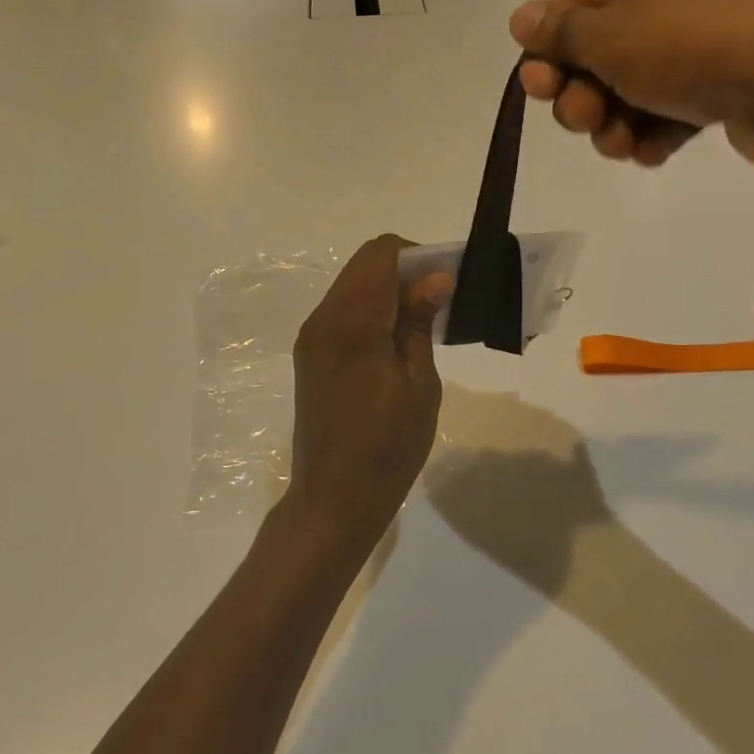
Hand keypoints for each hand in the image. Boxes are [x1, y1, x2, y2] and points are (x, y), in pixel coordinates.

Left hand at [282, 235, 453, 551]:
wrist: (333, 499)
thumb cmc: (388, 446)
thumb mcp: (419, 384)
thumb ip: (420, 322)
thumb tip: (435, 278)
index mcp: (352, 322)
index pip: (381, 253)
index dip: (417, 255)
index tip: (444, 281)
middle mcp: (323, 318)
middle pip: (364, 265)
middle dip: (404, 269)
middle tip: (438, 302)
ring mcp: (312, 336)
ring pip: (351, 286)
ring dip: (386, 290)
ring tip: (419, 324)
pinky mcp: (309, 354)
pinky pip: (342, 311)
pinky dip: (370, 310)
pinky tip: (394, 342)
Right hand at [509, 0, 753, 181]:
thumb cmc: (688, 42)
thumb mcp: (606, 35)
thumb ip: (558, 32)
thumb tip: (520, 17)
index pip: (568, 6)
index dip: (547, 51)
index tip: (541, 90)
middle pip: (595, 53)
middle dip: (580, 95)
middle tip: (586, 118)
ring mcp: (697, 42)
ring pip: (628, 89)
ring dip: (611, 123)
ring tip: (622, 144)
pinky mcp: (722, 85)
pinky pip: (668, 109)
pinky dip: (652, 132)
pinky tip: (653, 152)